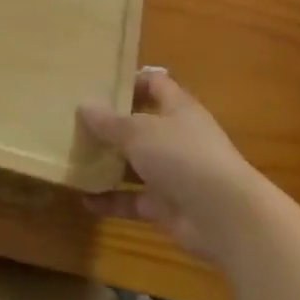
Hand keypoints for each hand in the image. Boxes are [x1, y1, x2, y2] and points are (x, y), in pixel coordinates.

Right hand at [78, 69, 263, 257]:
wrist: (225, 217)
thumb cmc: (183, 156)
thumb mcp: (139, 132)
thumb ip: (110, 122)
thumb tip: (83, 106)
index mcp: (177, 108)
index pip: (154, 83)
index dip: (129, 81)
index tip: (98, 85)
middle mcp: (176, 136)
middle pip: (141, 124)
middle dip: (111, 125)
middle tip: (75, 122)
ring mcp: (173, 173)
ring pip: (135, 164)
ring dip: (108, 164)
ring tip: (74, 159)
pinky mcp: (168, 206)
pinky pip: (134, 199)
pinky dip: (112, 200)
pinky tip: (85, 200)